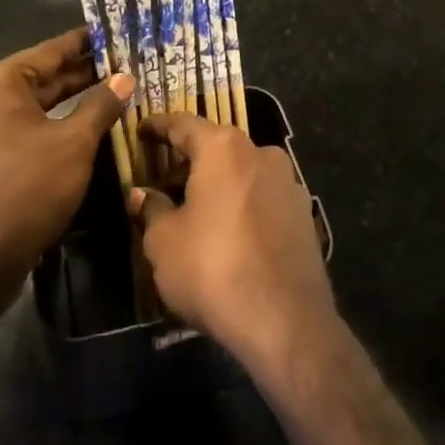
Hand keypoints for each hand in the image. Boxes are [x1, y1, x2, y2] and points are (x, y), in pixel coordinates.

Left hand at [0, 28, 132, 323]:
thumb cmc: (27, 191)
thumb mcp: (74, 144)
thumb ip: (101, 105)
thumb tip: (124, 79)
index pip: (50, 51)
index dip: (86, 42)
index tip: (115, 31)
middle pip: (40, 76)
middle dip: (81, 72)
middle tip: (123, 62)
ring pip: (32, 103)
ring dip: (69, 99)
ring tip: (111, 90)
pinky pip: (21, 126)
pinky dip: (50, 122)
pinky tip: (83, 125)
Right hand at [127, 112, 334, 370]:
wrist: (286, 320)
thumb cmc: (213, 269)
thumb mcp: (164, 242)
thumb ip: (151, 209)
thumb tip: (142, 194)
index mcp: (222, 148)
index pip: (183, 123)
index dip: (158, 126)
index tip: (141, 130)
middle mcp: (259, 151)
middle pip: (215, 146)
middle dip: (188, 161)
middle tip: (163, 181)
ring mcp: (287, 180)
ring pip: (241, 170)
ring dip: (217, 183)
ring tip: (195, 211)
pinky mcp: (303, 211)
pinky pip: (262, 196)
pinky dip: (241, 203)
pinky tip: (228, 232)